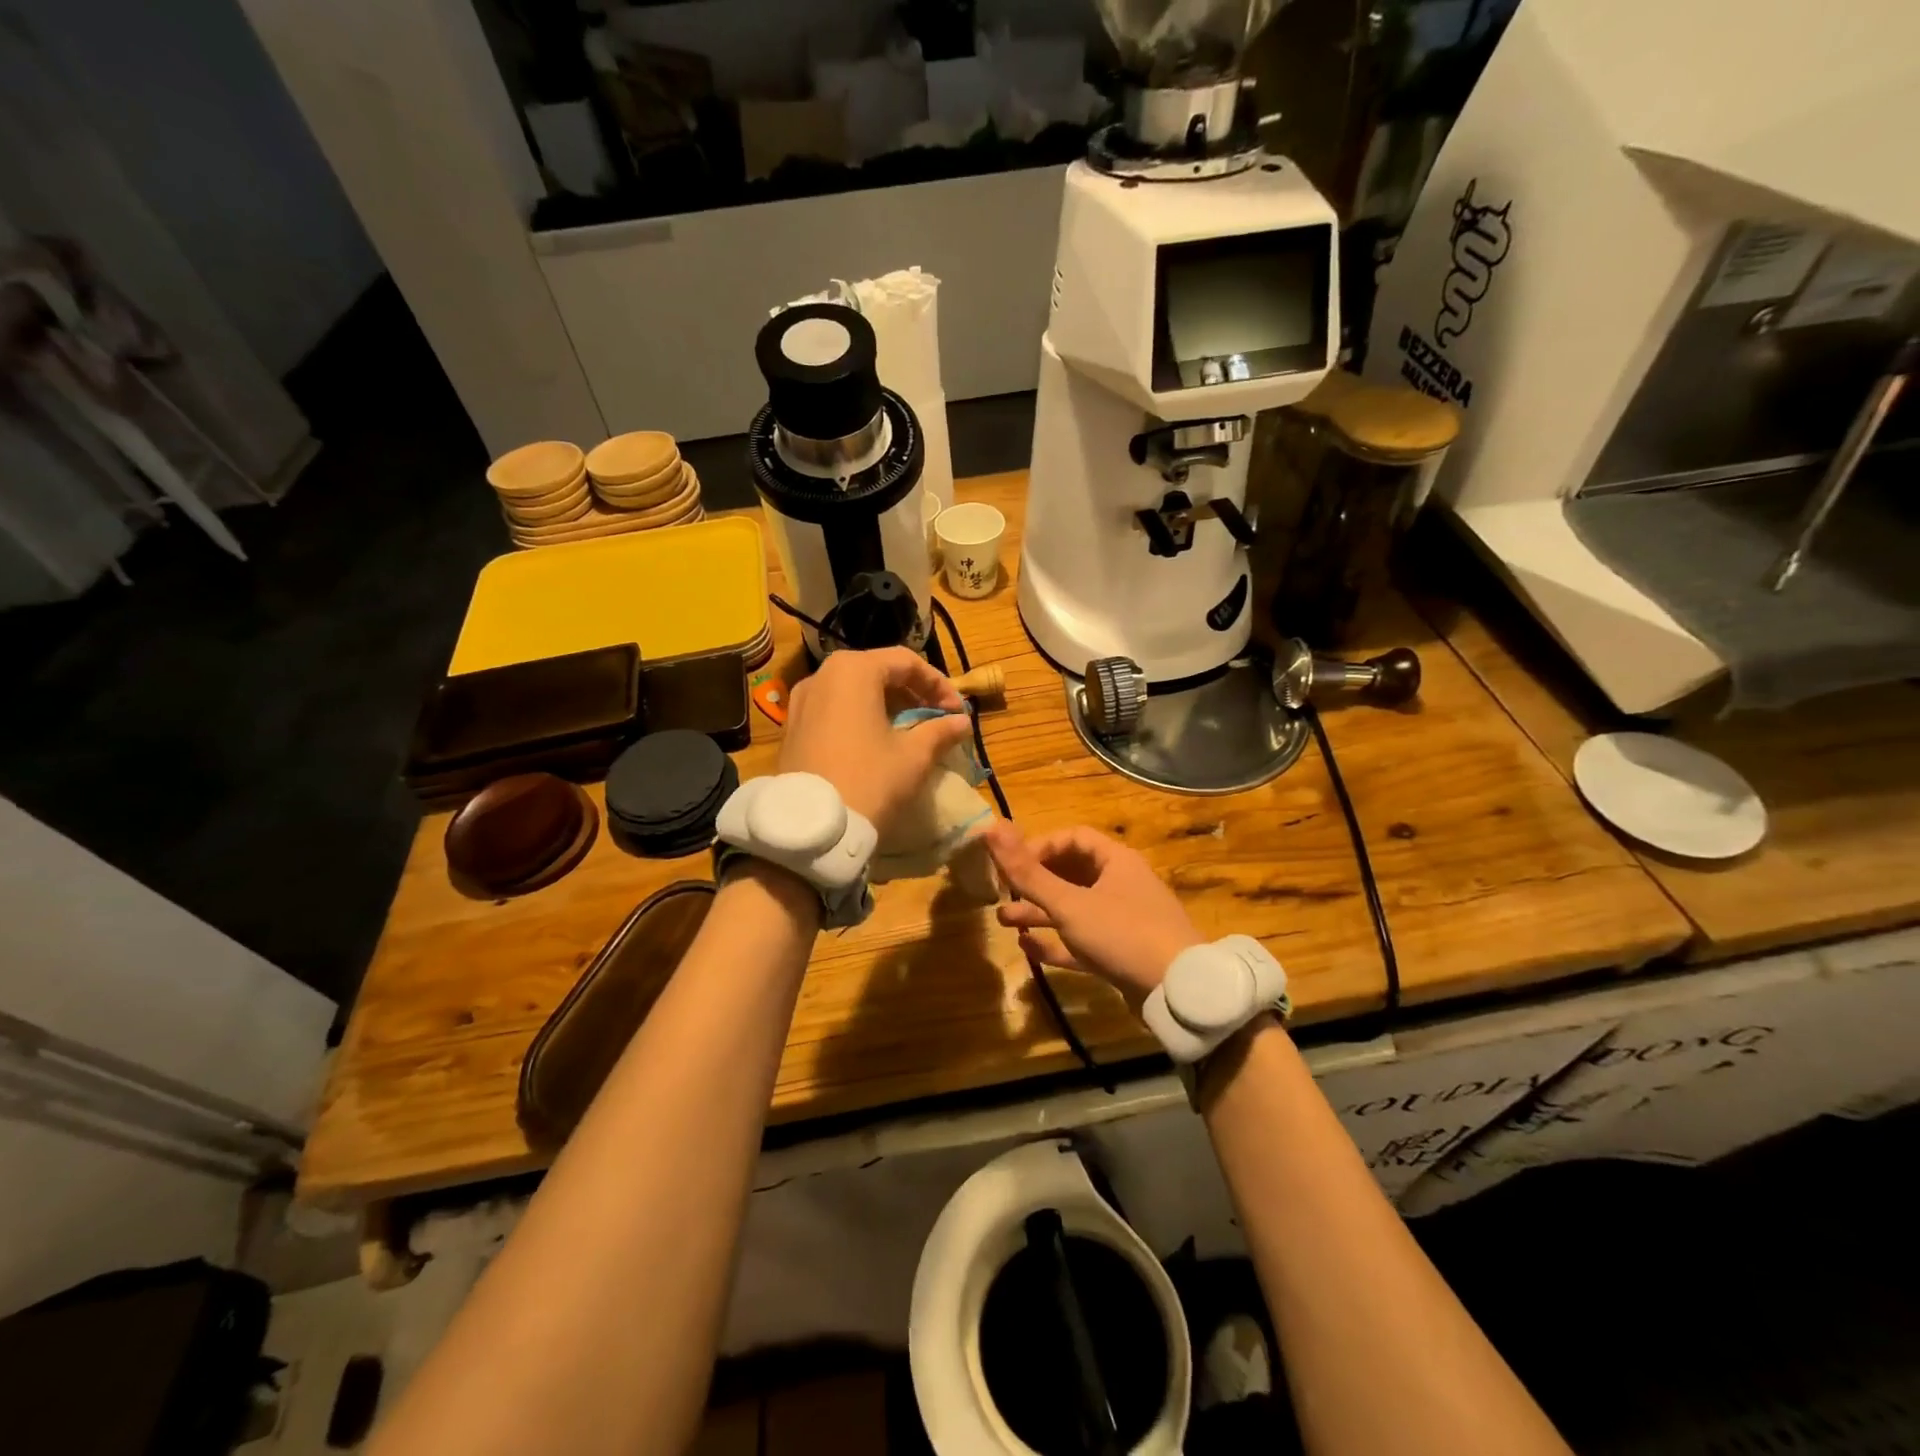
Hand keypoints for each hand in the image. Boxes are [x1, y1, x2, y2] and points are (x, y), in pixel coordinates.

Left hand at [779, 648, 972, 836]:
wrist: (813, 828)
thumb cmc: (869, 781)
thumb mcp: (913, 756)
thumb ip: (940, 731)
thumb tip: (962, 722)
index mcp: (853, 671)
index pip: (906, 662)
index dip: (938, 684)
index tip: (957, 711)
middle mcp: (822, 676)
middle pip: (877, 671)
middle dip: (912, 692)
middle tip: (937, 716)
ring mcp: (801, 701)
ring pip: (854, 690)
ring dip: (886, 704)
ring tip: (910, 729)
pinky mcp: (792, 727)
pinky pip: (833, 709)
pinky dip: (860, 716)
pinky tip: (876, 741)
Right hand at [982, 822, 1202, 1010]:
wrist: (1178, 992)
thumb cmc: (1122, 934)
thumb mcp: (1069, 904)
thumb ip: (1028, 872)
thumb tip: (991, 828)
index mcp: (1116, 861)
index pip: (1073, 839)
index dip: (1040, 846)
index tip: (1013, 865)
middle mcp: (1121, 885)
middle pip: (1071, 873)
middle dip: (1034, 883)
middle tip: (1002, 892)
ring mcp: (1123, 921)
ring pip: (1073, 909)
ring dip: (1039, 913)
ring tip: (1003, 921)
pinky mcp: (1122, 953)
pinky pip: (1082, 940)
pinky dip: (1056, 941)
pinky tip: (1028, 948)